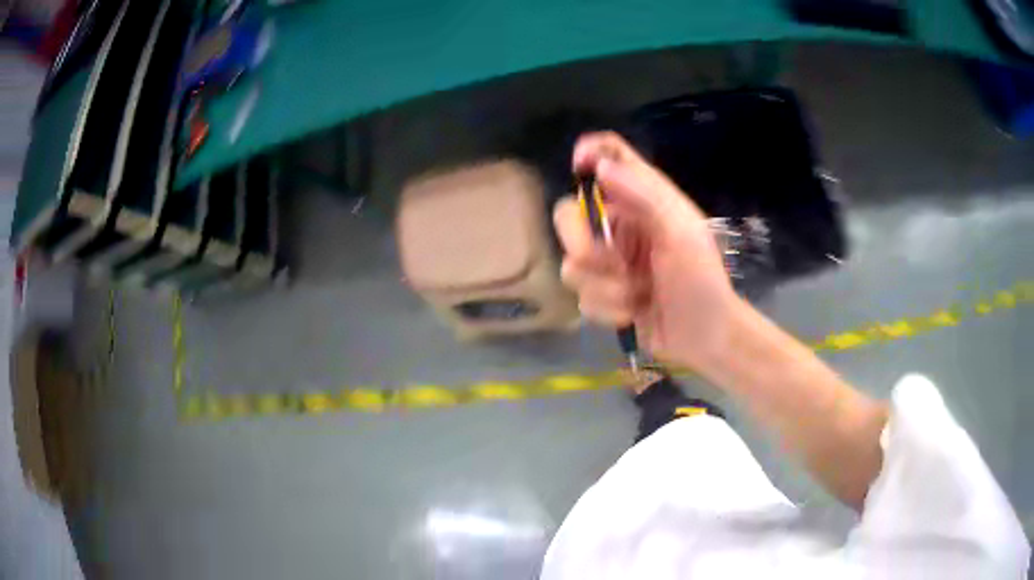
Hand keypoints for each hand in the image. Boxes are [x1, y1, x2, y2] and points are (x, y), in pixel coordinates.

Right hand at [554, 132, 740, 372]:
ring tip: (639, 295)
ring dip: (607, 287)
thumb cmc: (702, 281)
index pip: (611, 156)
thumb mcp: (682, 233)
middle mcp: (619, 225)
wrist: (706, 338)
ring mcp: (609, 262)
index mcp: (642, 200)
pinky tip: (634, 314)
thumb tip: (600, 166)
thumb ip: (645, 195)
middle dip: (586, 247)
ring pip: (572, 265)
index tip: (577, 166)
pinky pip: (582, 298)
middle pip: (569, 216)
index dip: (589, 153)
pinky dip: (608, 310)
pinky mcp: (603, 295)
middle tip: (613, 263)